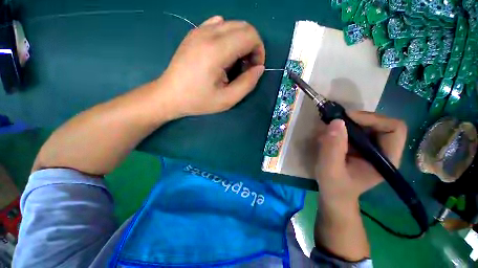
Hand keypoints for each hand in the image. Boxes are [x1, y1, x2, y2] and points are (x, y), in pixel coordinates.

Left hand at [159, 16, 264, 117]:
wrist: (169, 95)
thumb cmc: (198, 100)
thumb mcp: (228, 100)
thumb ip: (248, 83)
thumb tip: (260, 68)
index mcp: (217, 50)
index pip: (250, 35)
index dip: (259, 51)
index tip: (254, 69)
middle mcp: (208, 33)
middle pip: (244, 27)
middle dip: (252, 46)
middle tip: (246, 67)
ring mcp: (199, 30)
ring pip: (232, 24)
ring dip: (241, 42)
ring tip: (234, 62)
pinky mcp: (194, 33)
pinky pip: (218, 25)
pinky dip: (228, 37)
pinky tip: (223, 53)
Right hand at [315, 111, 406, 206]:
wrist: (334, 195)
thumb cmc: (334, 187)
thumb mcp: (330, 169)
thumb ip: (332, 148)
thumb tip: (336, 121)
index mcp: (386, 160)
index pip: (393, 128)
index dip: (372, 119)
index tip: (346, 120)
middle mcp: (384, 151)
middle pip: (380, 123)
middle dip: (356, 120)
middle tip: (335, 122)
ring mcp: (373, 149)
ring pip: (367, 125)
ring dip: (347, 123)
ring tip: (329, 130)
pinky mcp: (361, 148)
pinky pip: (356, 130)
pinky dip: (342, 129)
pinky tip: (330, 136)